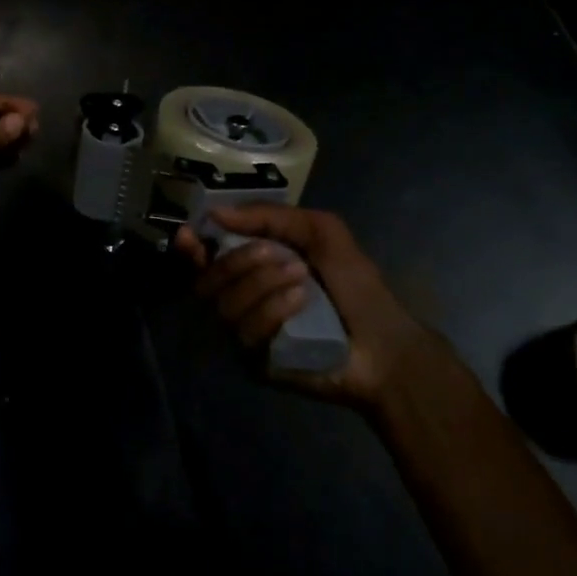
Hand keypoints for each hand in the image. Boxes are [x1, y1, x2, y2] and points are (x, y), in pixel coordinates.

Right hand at [176, 205, 428, 407]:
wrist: (386, 344)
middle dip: (238, 261)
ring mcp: (244, 334)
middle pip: (206, 281)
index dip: (191, 247)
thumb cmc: (355, 285)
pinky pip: (244, 333)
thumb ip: (270, 216)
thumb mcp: (320, 232)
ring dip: (262, 284)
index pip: (203, 259)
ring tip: (301, 279)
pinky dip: (272, 311)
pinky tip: (301, 303)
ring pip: (224, 305)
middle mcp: (239, 299)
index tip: (190, 236)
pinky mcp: (254, 363)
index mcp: (250, 268)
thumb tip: (216, 212)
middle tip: (274, 253)